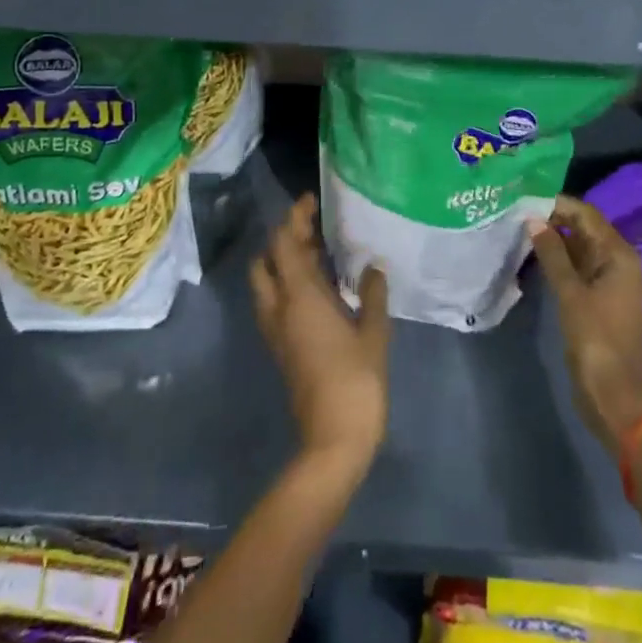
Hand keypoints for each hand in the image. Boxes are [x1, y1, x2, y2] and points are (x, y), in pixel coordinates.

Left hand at [250, 195, 390, 481]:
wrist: (332, 442)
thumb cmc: (356, 383)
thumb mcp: (374, 334)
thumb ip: (372, 295)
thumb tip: (373, 267)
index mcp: (300, 297)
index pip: (285, 243)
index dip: (294, 217)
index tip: (312, 200)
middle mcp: (280, 307)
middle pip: (268, 259)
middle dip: (285, 237)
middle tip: (315, 227)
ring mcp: (277, 329)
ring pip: (268, 281)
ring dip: (285, 260)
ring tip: (320, 251)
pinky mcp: (282, 347)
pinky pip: (277, 301)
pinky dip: (290, 283)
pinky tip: (322, 285)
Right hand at [528, 196, 641, 452]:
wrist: (615, 396)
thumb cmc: (596, 339)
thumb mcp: (570, 293)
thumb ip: (552, 253)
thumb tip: (533, 219)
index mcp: (618, 254)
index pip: (586, 214)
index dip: (557, 203)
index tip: (525, 196)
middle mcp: (617, 261)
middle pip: (584, 229)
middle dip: (553, 219)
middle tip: (516, 211)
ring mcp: (608, 282)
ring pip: (579, 248)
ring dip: (553, 239)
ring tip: (519, 228)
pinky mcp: (597, 299)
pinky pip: (577, 268)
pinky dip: (558, 260)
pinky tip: (533, 255)